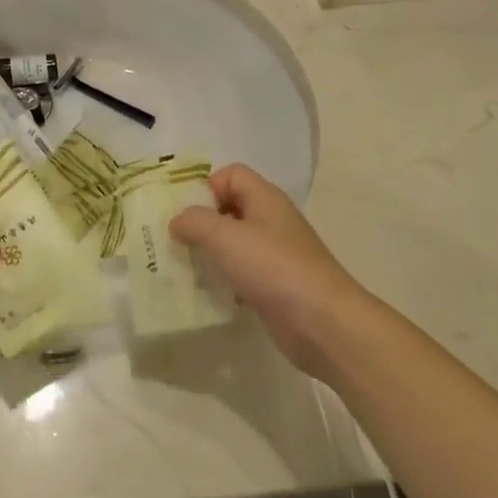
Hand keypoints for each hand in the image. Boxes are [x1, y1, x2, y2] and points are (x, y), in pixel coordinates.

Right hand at [169, 164, 368, 379]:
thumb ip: (194, 221)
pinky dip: (223, 279)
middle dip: (200, 222)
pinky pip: (241, 273)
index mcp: (265, 198)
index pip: (230, 174)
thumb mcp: (225, 236)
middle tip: (175, 241)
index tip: (185, 213)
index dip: (206, 187)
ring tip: (184, 268)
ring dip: (209, 253)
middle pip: (229, 208)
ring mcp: (274, 254)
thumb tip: (177, 221)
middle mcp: (271, 221)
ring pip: (233, 243)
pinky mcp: (274, 285)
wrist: (323, 323)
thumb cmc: (273, 268)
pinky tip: (207, 293)